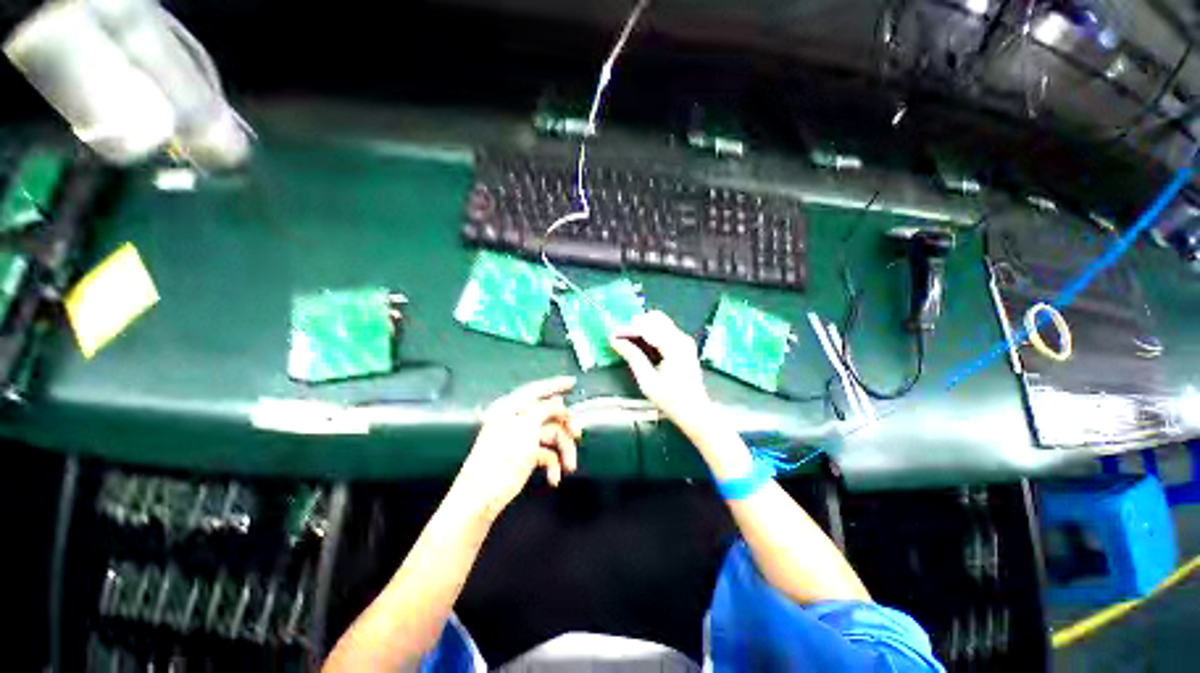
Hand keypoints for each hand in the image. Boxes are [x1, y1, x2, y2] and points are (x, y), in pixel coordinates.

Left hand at [451, 376, 580, 519]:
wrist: (483, 496)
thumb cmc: (503, 455)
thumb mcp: (528, 425)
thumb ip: (546, 409)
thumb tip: (559, 401)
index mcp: (512, 407)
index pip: (537, 389)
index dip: (556, 384)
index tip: (573, 382)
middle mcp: (517, 419)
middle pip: (549, 415)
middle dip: (565, 426)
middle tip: (577, 433)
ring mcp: (522, 439)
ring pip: (551, 436)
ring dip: (563, 450)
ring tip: (570, 466)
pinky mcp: (525, 457)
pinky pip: (546, 454)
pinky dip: (553, 465)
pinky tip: (554, 477)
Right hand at [608, 311, 713, 436]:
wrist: (695, 411)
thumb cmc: (671, 399)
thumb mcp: (648, 381)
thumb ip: (633, 357)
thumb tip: (616, 341)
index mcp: (675, 347)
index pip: (648, 328)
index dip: (628, 329)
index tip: (612, 334)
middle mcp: (681, 338)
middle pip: (655, 318)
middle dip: (635, 325)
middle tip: (620, 337)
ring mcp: (684, 340)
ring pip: (660, 322)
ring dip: (642, 327)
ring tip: (626, 340)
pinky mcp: (683, 345)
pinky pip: (664, 330)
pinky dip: (650, 333)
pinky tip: (639, 344)